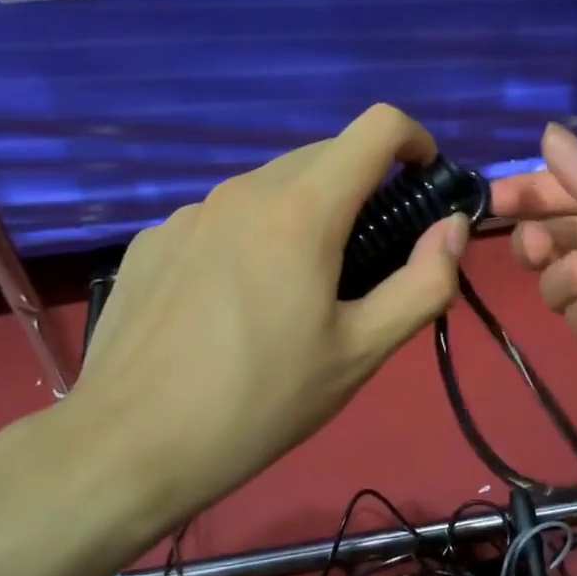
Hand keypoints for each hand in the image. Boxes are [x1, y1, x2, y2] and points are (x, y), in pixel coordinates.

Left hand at [62, 105, 468, 527]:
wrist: (126, 447)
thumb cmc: (258, 403)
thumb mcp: (359, 353)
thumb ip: (422, 283)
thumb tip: (450, 227)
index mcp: (301, 211)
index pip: (376, 128)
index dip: (414, 141)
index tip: (423, 182)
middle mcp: (243, 190)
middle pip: (323, 156)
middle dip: (361, 187)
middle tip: (367, 258)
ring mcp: (189, 212)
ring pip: (269, 187)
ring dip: (303, 213)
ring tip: (294, 289)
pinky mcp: (154, 238)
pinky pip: (221, 218)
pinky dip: (249, 237)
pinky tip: (229, 304)